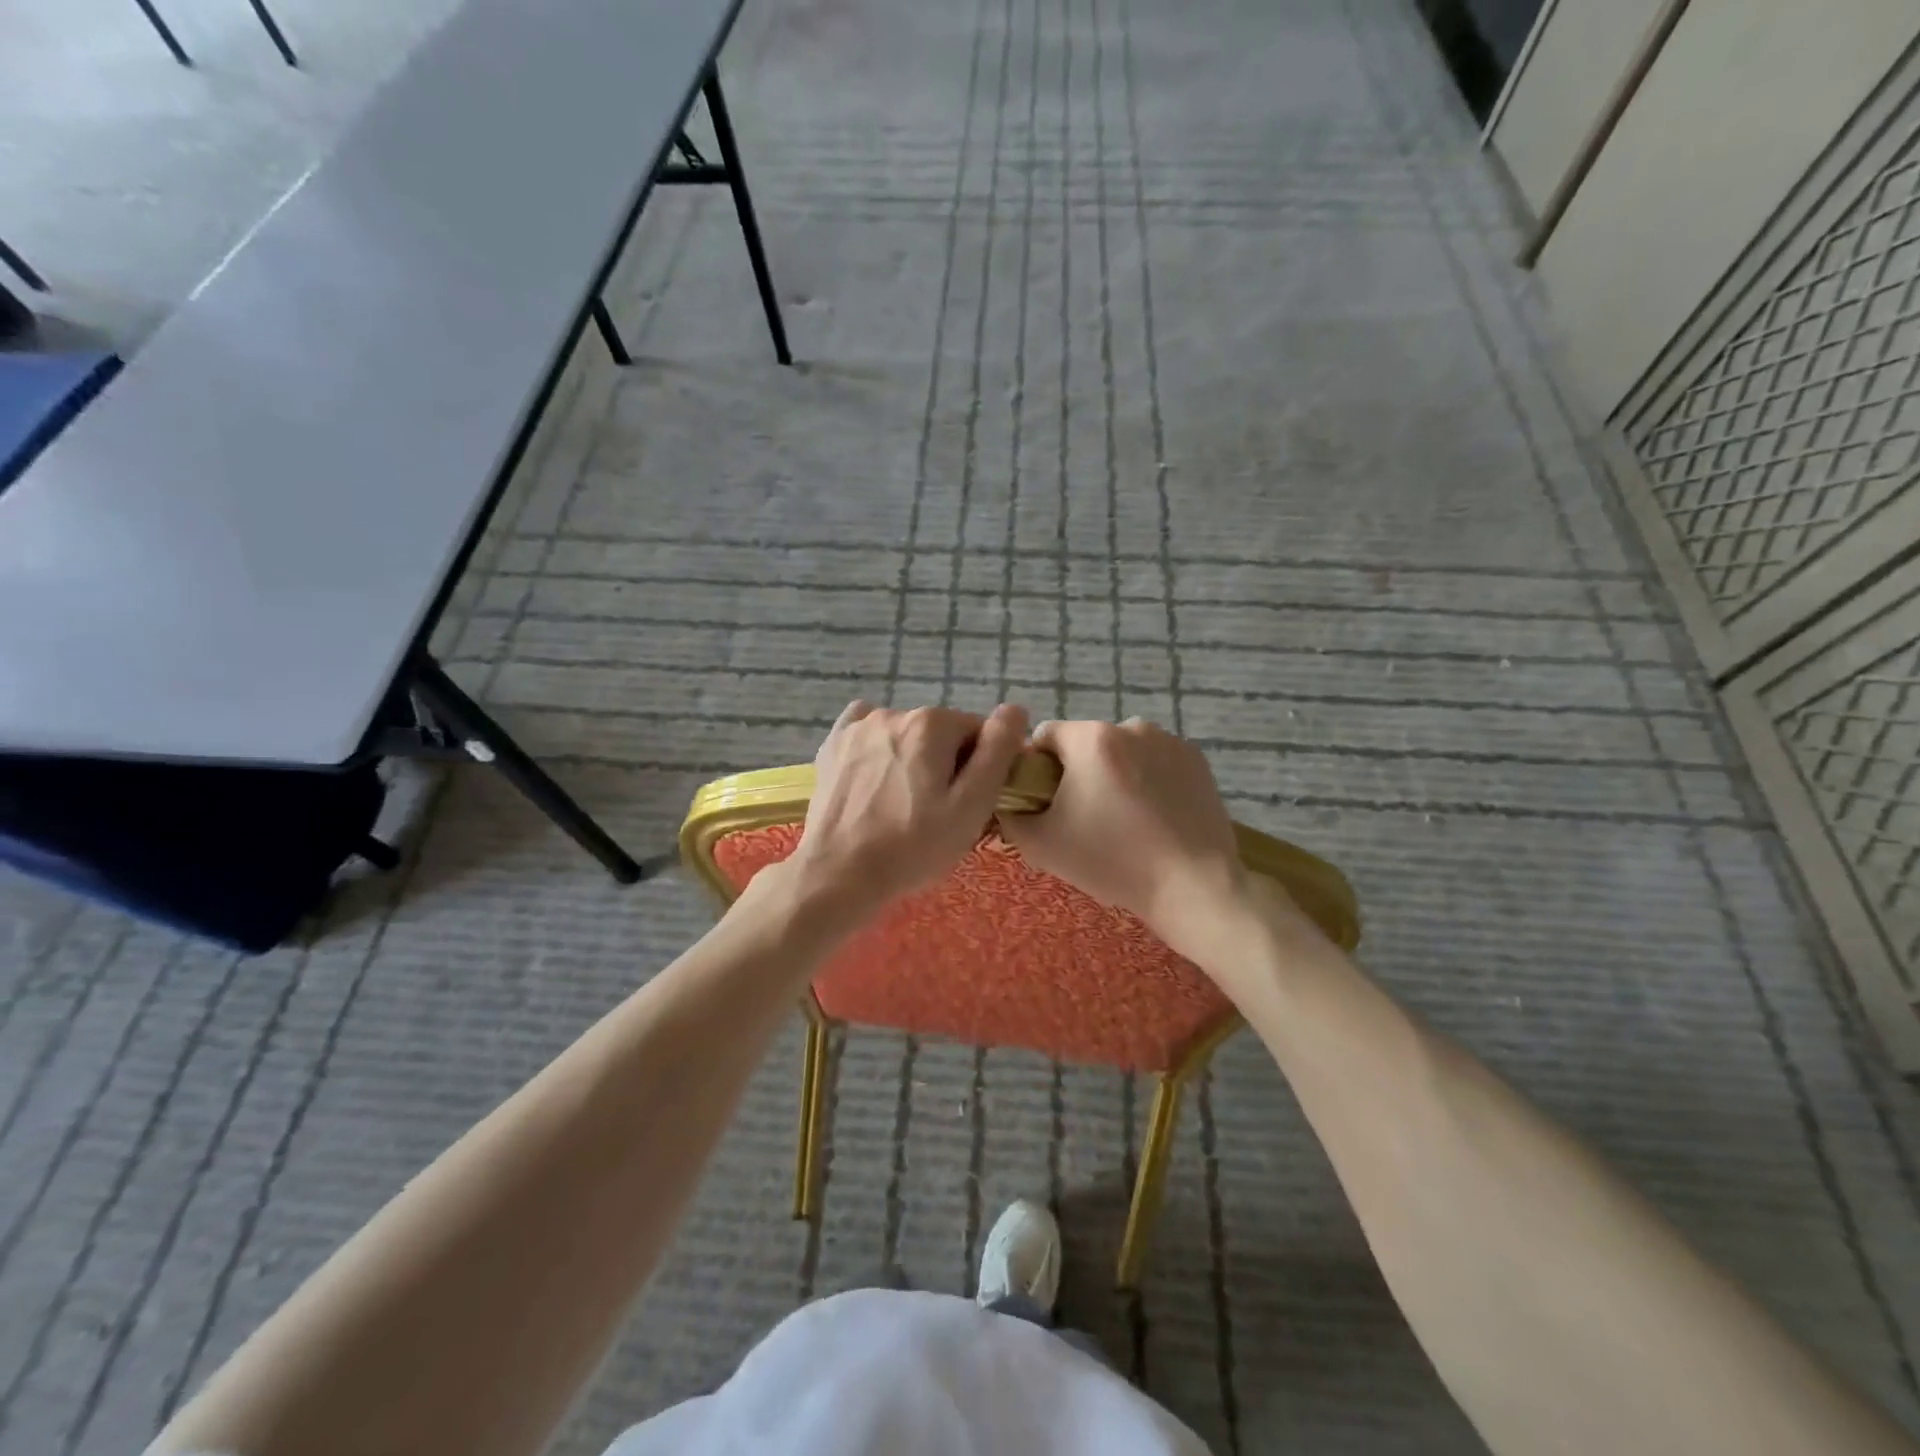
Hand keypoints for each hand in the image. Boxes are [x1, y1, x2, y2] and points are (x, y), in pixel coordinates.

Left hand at [781, 700, 1029, 926]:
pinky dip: (877, 750)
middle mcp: (894, 713)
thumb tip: (1015, 711)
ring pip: (905, 736)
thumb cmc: (913, 846)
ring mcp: (858, 727)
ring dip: (912, 760)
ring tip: (901, 805)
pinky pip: (866, 734)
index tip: (967, 803)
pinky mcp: (832, 746)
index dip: (980, 768)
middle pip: (940, 734)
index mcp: (932, 723)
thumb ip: (997, 752)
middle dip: (946, 764)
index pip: (978, 733)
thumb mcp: (971, 805)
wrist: (837, 874)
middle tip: (936, 812)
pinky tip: (875, 778)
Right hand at [995, 719, 1250, 961]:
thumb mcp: (1041, 845)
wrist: (1193, 887)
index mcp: (1091, 739)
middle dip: (1078, 771)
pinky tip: (1154, 818)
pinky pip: (1155, 762)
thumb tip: (1009, 799)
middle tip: (1084, 818)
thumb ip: (1011, 814)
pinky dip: (1148, 780)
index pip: (1044, 735)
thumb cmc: (1112, 862)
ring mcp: (1169, 741)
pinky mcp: (1197, 760)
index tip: (1046, 802)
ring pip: (1122, 751)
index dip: (1036, 767)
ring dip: (1114, 774)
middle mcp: (1131, 727)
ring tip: (1123, 820)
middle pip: (1085, 742)